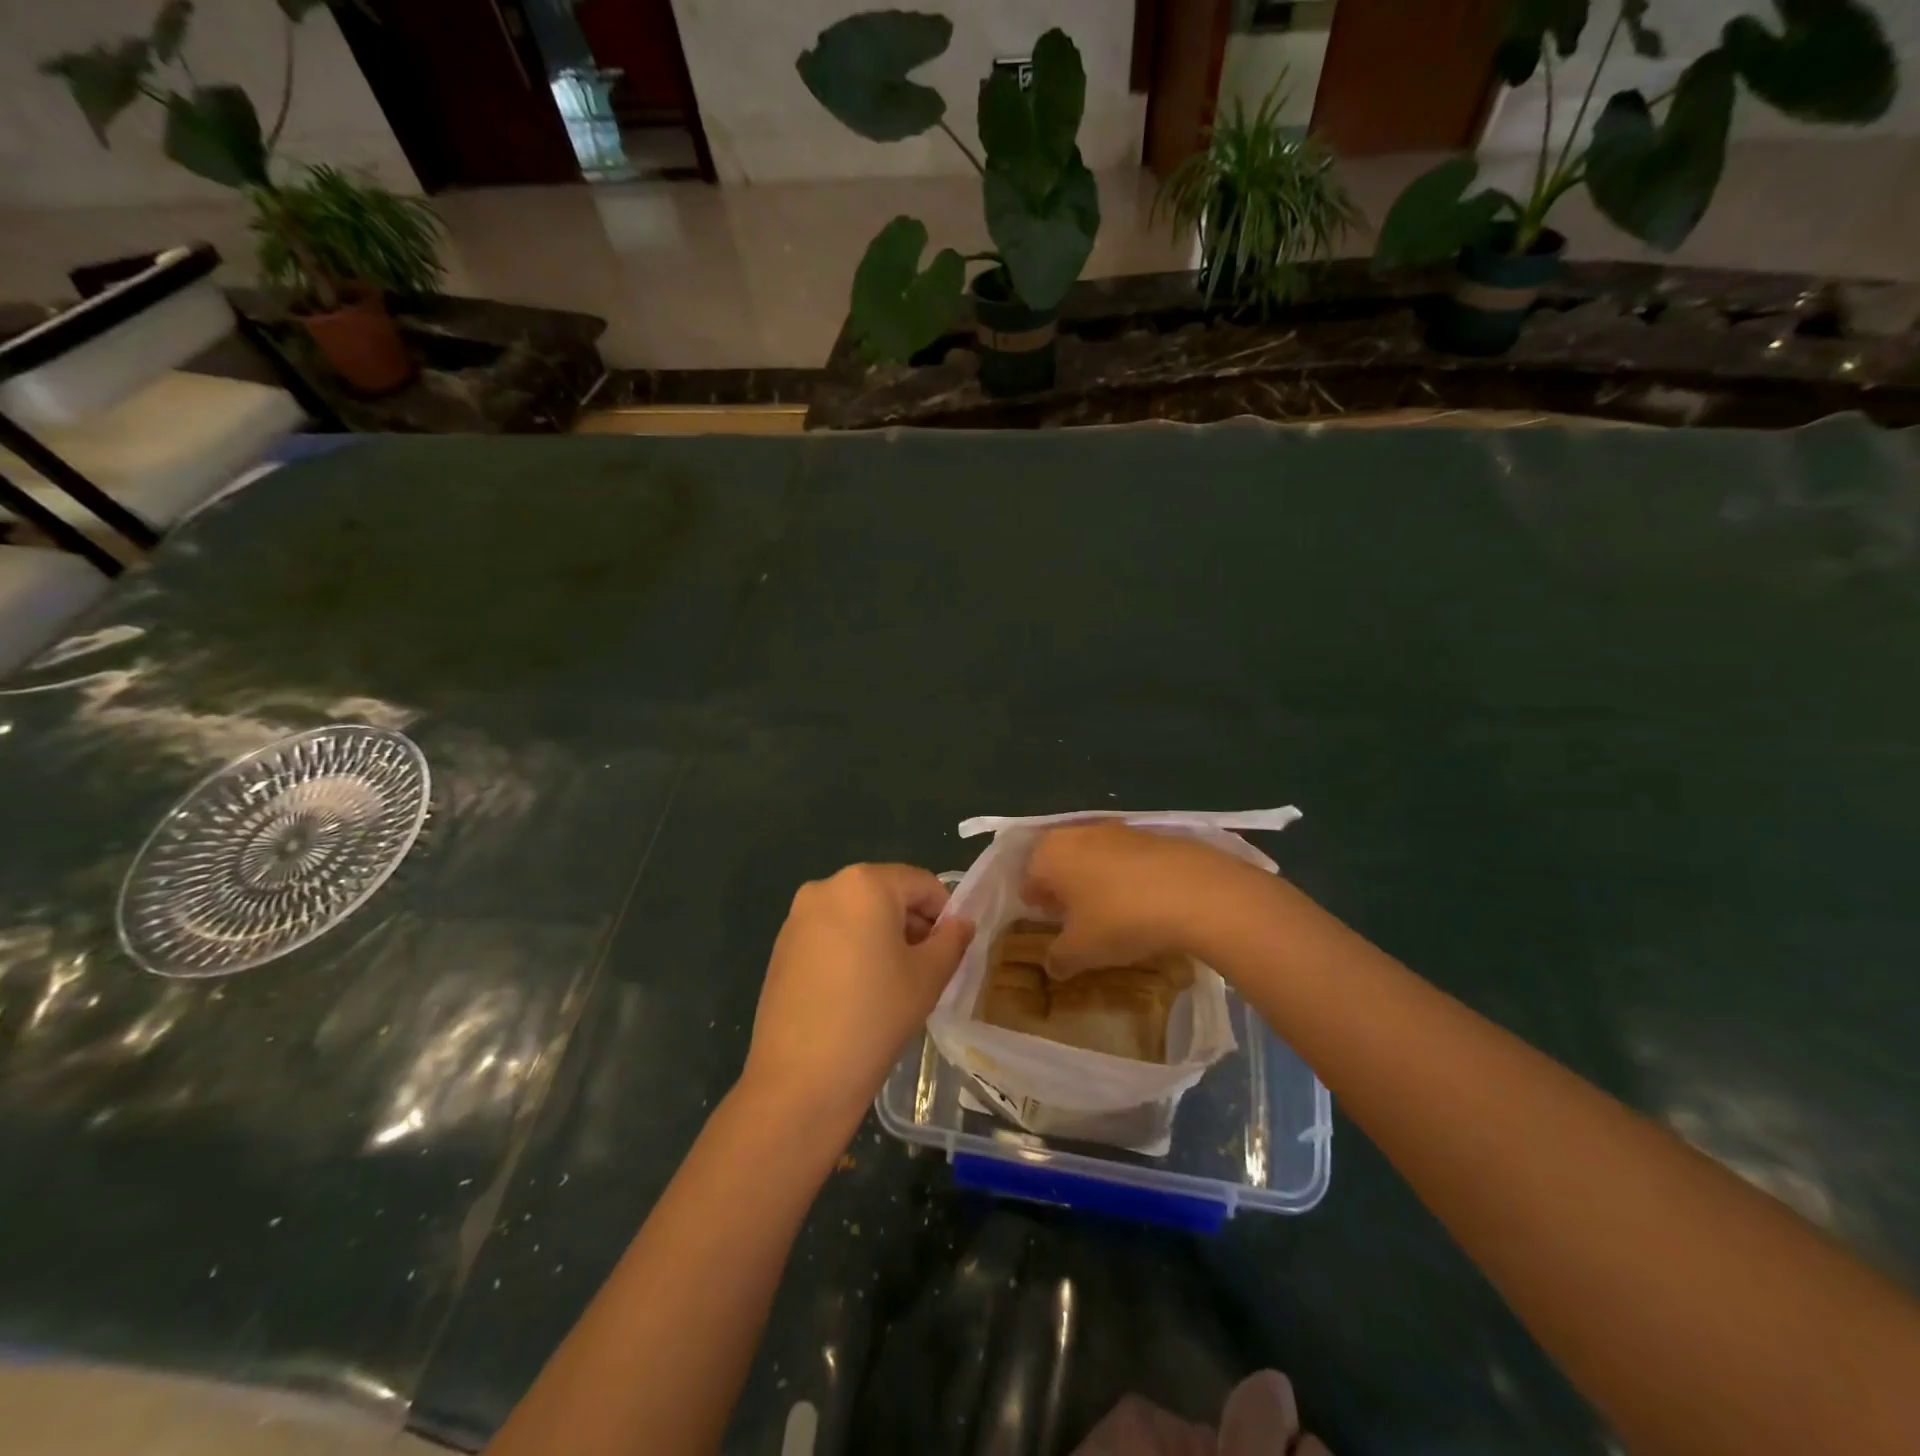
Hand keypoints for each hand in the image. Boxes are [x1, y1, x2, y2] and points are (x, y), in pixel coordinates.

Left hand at [741, 863, 973, 1134]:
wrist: (800, 1079)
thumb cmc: (875, 1016)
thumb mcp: (928, 977)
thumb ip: (952, 940)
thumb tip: (961, 922)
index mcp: (865, 883)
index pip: (921, 883)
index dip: (945, 912)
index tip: (952, 948)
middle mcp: (827, 887)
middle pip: (885, 894)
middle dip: (912, 923)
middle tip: (927, 967)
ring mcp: (798, 916)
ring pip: (856, 913)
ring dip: (881, 936)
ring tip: (893, 982)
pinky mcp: (781, 946)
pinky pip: (829, 933)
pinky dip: (851, 948)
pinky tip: (857, 991)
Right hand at [1023, 822, 1253, 976]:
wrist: (1193, 892)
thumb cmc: (1120, 918)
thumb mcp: (1082, 951)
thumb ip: (1059, 958)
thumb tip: (1052, 965)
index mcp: (1050, 854)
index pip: (1028, 875)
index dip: (1034, 901)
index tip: (1045, 921)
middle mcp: (1077, 833)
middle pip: (1059, 860)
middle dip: (1062, 887)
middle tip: (1072, 916)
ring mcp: (1116, 830)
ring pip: (1091, 855)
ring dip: (1093, 879)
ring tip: (1107, 910)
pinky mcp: (1150, 835)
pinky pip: (1124, 857)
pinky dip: (1124, 875)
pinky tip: (1139, 900)